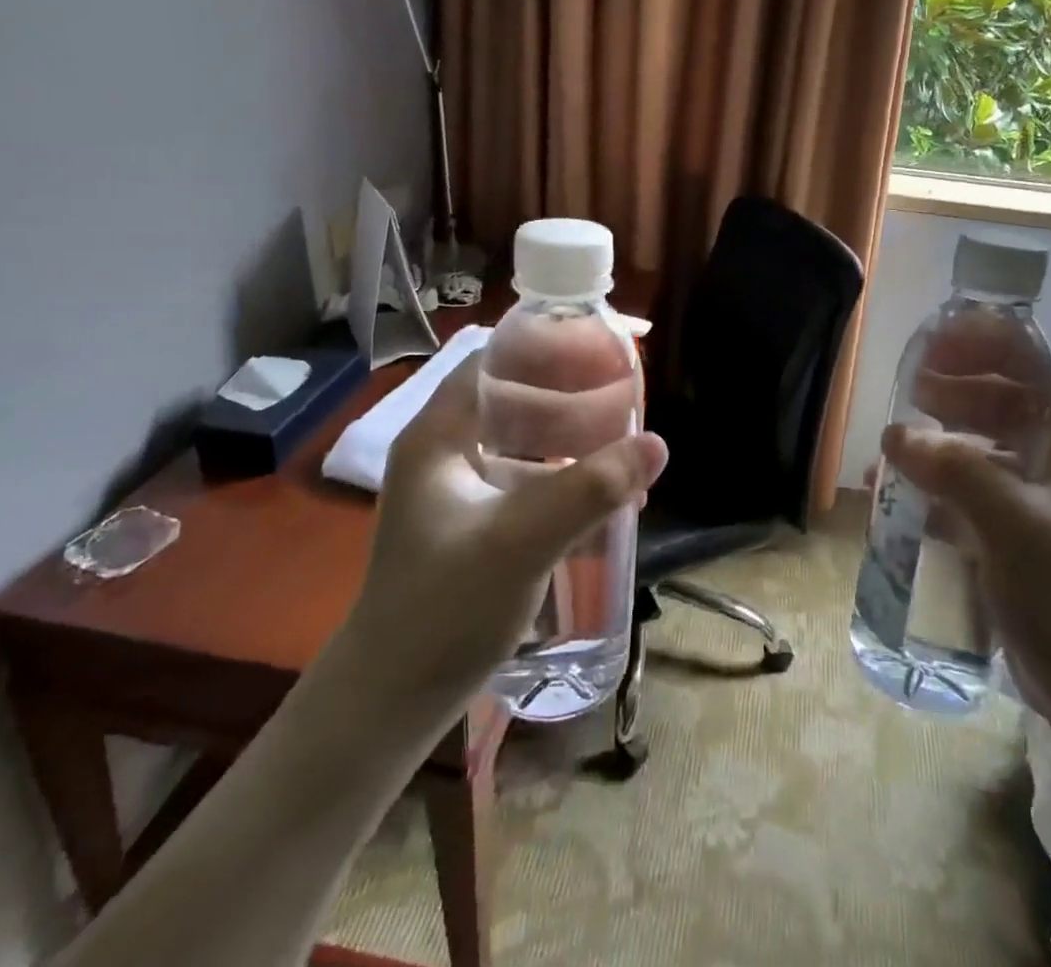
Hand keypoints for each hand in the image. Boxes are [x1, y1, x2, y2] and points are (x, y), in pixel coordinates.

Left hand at [338, 352, 667, 709]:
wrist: (392, 702)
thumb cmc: (444, 610)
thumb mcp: (521, 542)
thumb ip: (589, 490)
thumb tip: (658, 444)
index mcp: (438, 435)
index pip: (492, 361)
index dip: (544, 348)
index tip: (599, 351)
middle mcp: (443, 451)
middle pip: (512, 398)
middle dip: (569, 395)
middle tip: (624, 398)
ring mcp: (456, 490)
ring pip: (522, 440)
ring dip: (570, 437)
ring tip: (622, 441)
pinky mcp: (472, 523)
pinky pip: (524, 478)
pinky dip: (561, 475)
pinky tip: (601, 492)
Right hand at [880, 309, 1050, 710]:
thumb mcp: (1015, 525)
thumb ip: (955, 470)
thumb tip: (895, 433)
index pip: (1034, 366)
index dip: (988, 344)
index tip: (937, 341)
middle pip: (1004, 400)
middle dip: (956, 387)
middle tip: (908, 387)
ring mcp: (1034, 500)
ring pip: (981, 446)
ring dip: (938, 437)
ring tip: (892, 442)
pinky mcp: (1012, 534)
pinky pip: (966, 491)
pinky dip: (932, 485)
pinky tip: (893, 495)